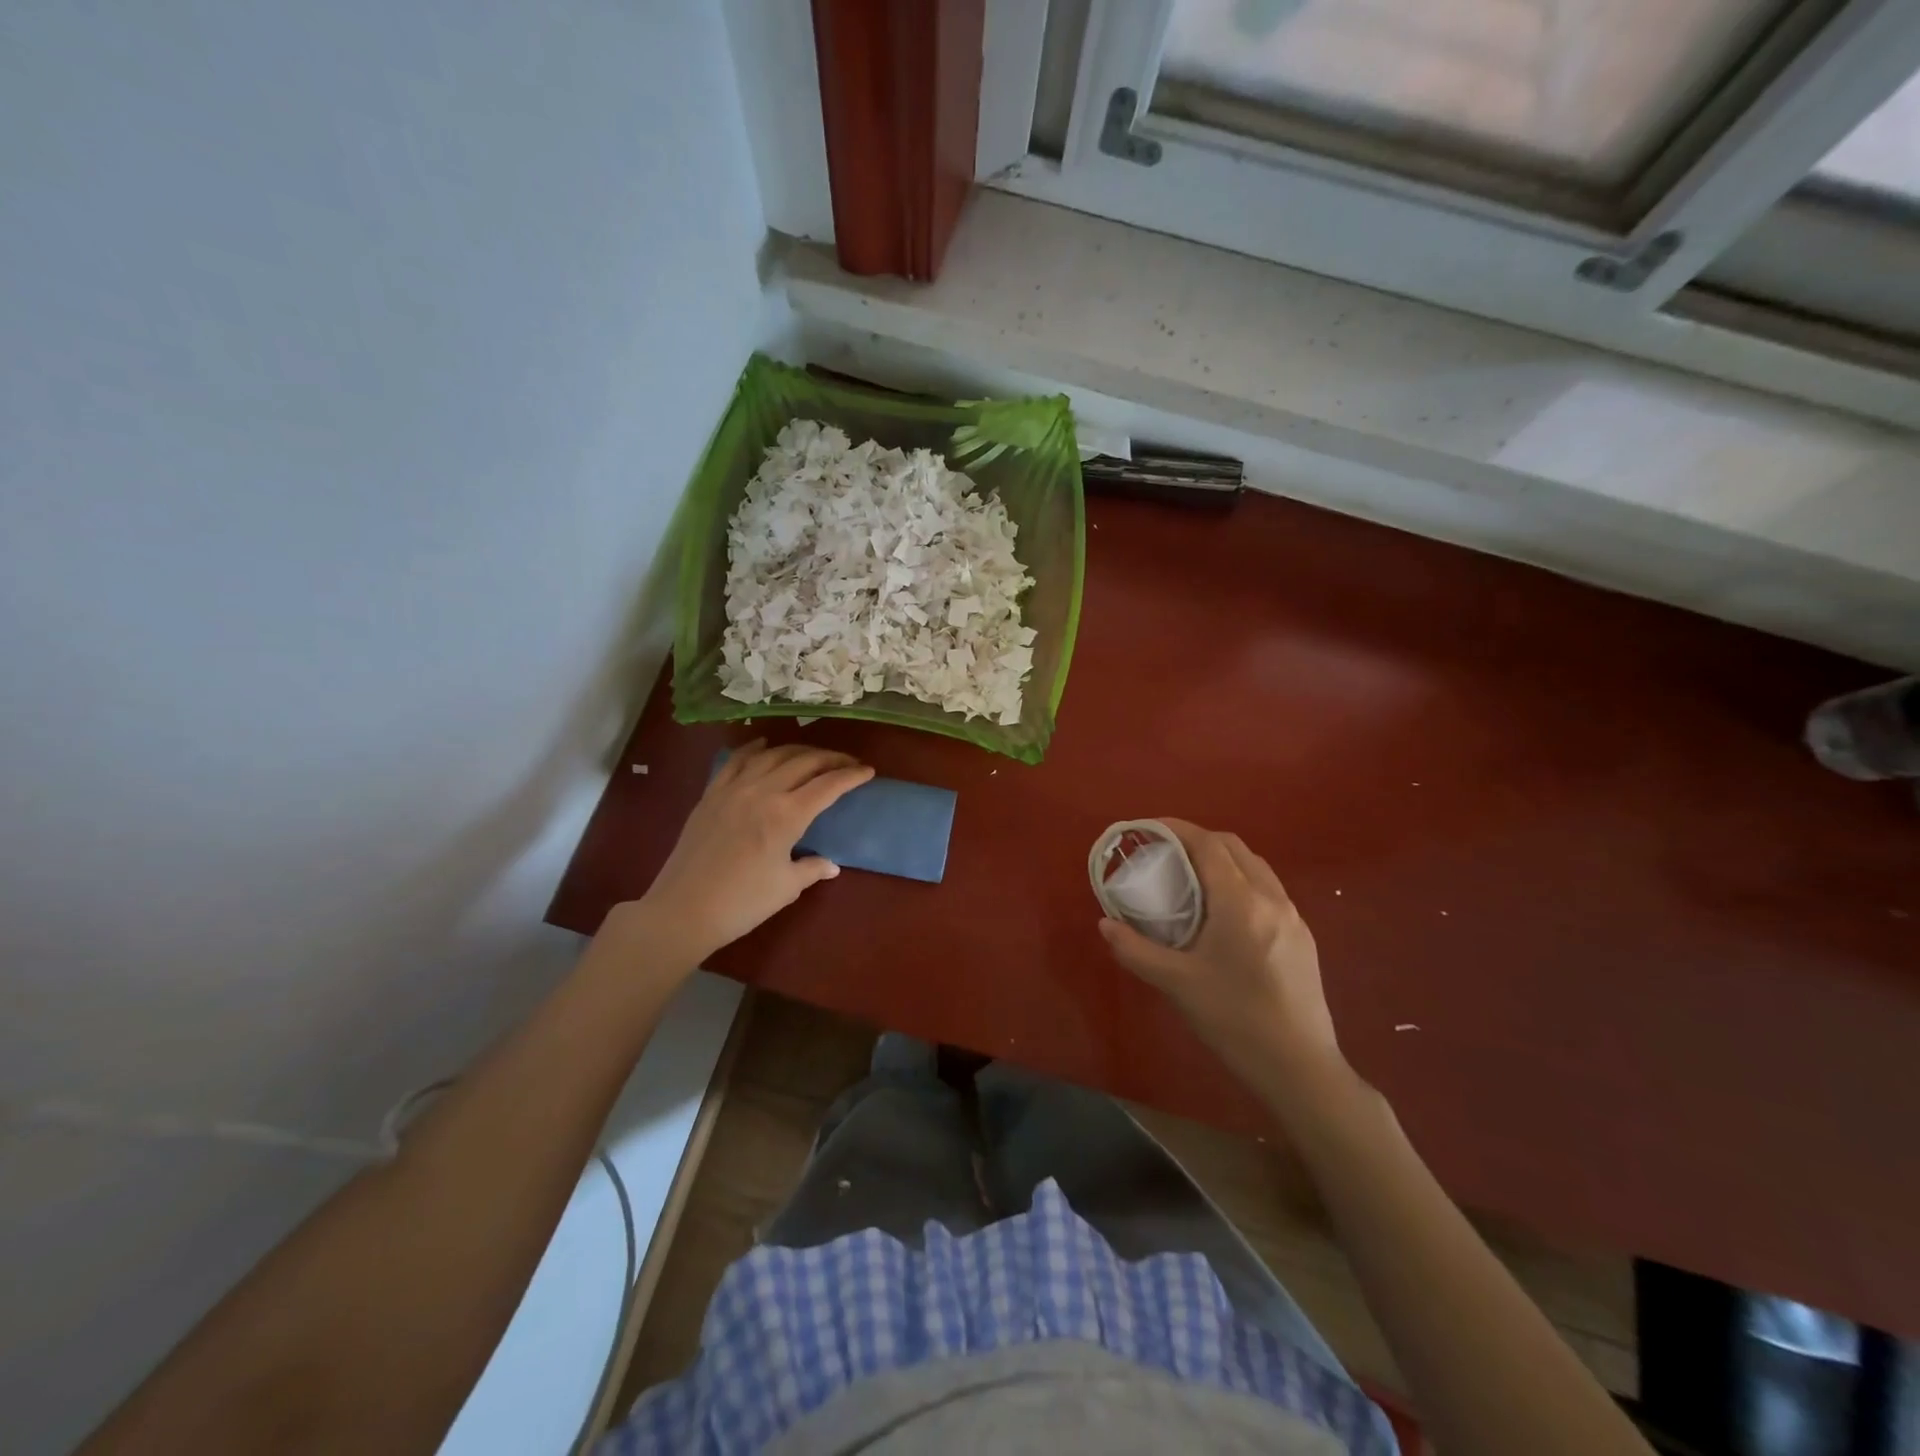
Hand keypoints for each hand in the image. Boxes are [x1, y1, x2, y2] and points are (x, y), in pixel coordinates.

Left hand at [635, 741, 872, 965]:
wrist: (682, 910)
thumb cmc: (742, 904)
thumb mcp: (786, 888)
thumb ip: (812, 869)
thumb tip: (831, 864)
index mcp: (787, 815)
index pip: (828, 785)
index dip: (852, 776)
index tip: (868, 771)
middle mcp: (763, 791)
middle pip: (804, 762)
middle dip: (831, 759)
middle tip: (847, 763)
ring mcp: (733, 789)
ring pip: (772, 755)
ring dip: (798, 751)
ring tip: (813, 756)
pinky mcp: (711, 794)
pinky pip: (736, 760)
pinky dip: (754, 749)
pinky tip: (764, 745)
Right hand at [1098, 820, 1345, 1092]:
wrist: (1300, 1067)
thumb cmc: (1233, 1020)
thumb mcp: (1176, 984)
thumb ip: (1135, 950)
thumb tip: (1104, 925)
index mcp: (1240, 902)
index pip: (1208, 845)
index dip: (1177, 829)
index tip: (1149, 828)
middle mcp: (1271, 898)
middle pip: (1233, 847)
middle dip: (1198, 840)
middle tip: (1165, 853)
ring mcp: (1293, 916)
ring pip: (1255, 866)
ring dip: (1222, 858)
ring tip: (1192, 878)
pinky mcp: (1302, 936)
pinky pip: (1268, 889)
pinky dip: (1241, 880)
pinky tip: (1223, 911)